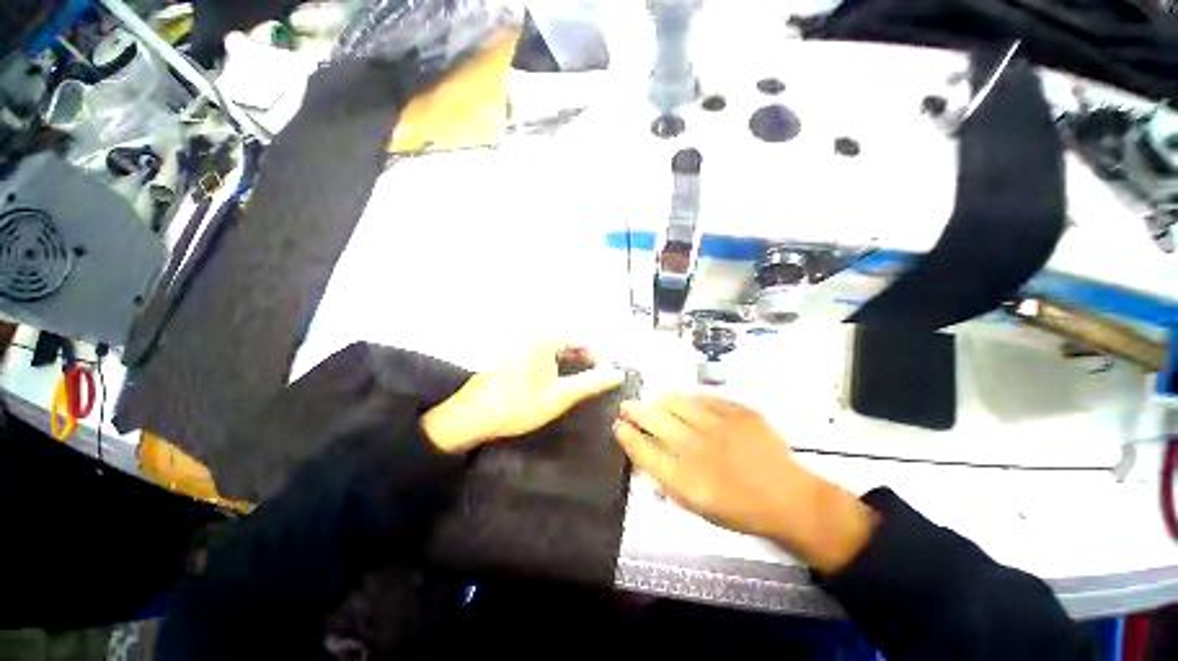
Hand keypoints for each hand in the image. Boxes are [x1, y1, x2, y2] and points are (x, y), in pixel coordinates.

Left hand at [422, 342, 624, 453]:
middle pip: (566, 344)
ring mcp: (518, 346)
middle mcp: (531, 336)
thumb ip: (591, 383)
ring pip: (553, 351)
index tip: (603, 376)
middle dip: (582, 361)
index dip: (596, 358)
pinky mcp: (510, 357)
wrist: (471, 417)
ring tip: (575, 385)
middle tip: (591, 382)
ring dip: (567, 365)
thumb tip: (618, 373)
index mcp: (545, 339)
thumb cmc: (519, 405)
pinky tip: (551, 384)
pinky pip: (539, 356)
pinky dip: (551, 367)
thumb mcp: (560, 396)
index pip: (581, 341)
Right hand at [615, 394, 876, 573]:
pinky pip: (706, 398)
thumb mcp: (696, 502)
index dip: (628, 436)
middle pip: (657, 422)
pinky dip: (689, 398)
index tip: (618, 426)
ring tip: (652, 400)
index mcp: (687, 481)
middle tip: (626, 405)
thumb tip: (645, 447)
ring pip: (678, 405)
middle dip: (636, 411)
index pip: (645, 452)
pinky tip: (683, 399)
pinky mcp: (740, 413)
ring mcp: (721, 428)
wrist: (788, 498)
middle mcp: (699, 451)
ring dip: (659, 401)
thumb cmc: (738, 508)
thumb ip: (667, 475)